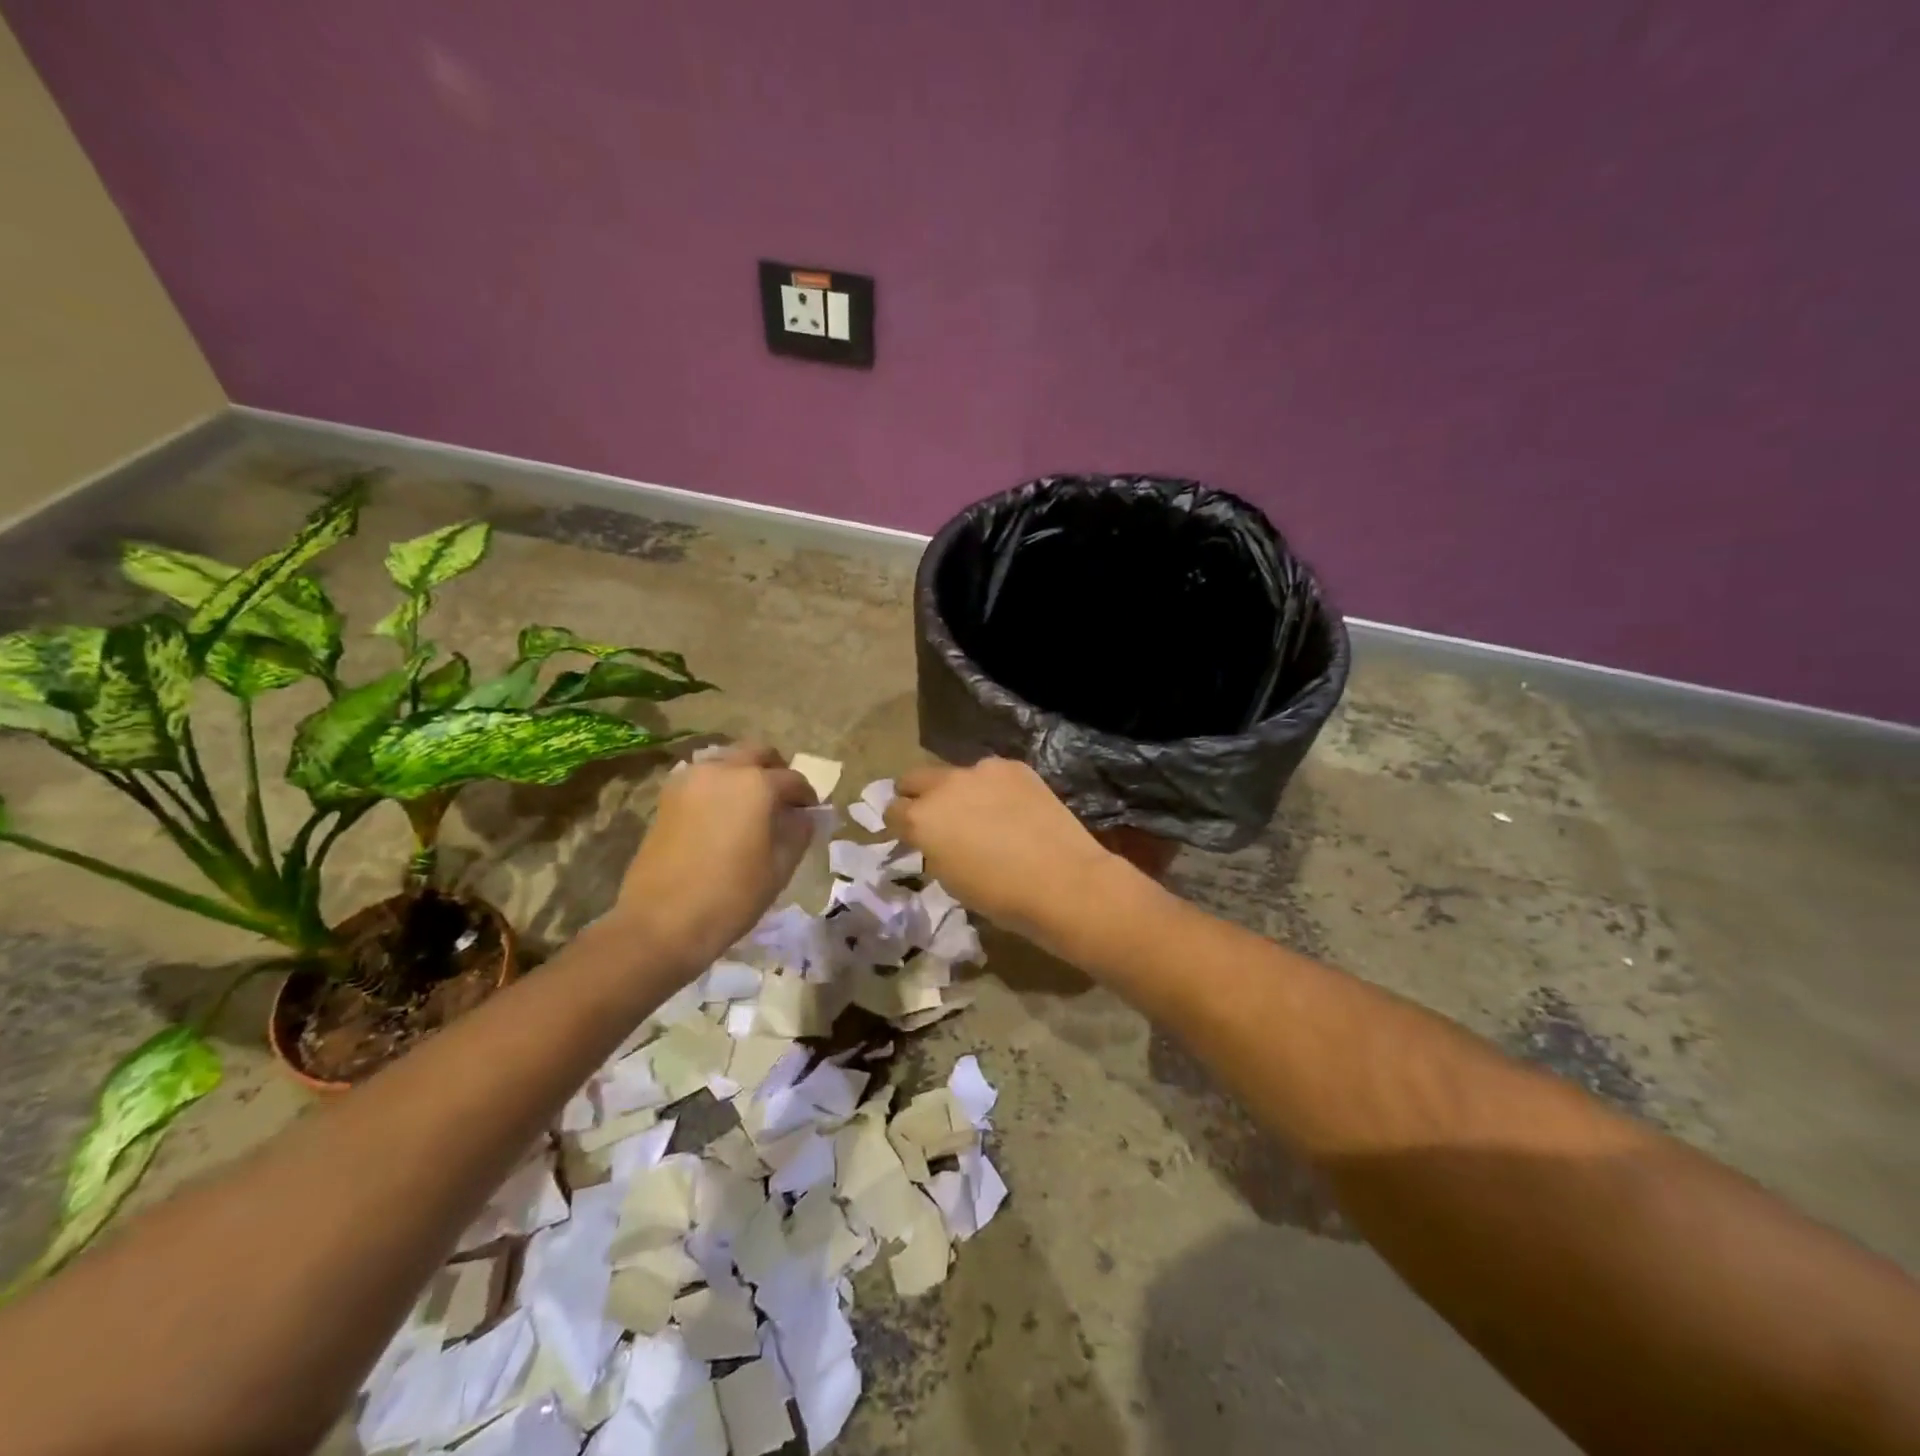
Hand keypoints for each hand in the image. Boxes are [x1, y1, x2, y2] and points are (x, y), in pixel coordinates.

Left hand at [612, 745, 816, 967]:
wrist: (660, 922)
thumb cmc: (731, 896)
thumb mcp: (779, 867)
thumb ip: (798, 832)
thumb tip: (803, 816)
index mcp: (757, 783)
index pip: (793, 780)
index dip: (806, 798)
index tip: (810, 815)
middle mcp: (723, 769)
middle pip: (758, 754)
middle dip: (775, 772)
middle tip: (782, 802)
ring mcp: (690, 780)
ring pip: (727, 760)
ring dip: (745, 774)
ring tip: (751, 808)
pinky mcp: (667, 797)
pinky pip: (702, 777)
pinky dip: (719, 786)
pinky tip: (722, 815)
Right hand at [884, 758, 1128, 948]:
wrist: (1062, 880)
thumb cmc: (1000, 895)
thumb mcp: (950, 879)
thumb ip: (933, 848)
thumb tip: (937, 838)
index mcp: (920, 818)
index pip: (892, 811)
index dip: (899, 825)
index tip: (910, 836)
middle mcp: (944, 785)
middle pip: (914, 779)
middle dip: (916, 795)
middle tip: (934, 817)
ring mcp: (981, 770)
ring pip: (955, 774)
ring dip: (958, 791)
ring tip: (982, 814)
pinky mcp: (1014, 767)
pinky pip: (990, 774)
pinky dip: (992, 788)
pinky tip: (1011, 810)